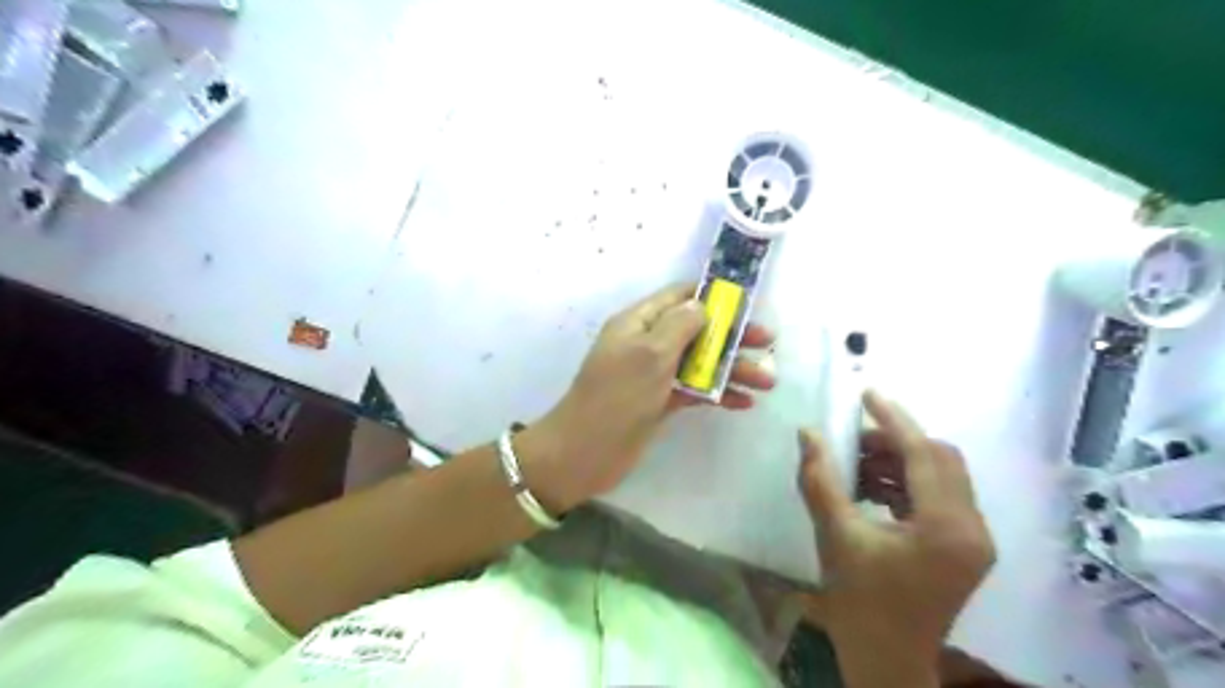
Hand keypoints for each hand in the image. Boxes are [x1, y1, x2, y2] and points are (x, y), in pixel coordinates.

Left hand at [516, 281, 774, 513]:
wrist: (585, 452)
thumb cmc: (617, 396)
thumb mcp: (649, 353)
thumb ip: (680, 325)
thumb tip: (702, 305)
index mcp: (638, 322)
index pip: (678, 296)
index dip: (712, 296)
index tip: (747, 302)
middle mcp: (647, 343)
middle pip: (696, 330)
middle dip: (732, 336)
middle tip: (769, 342)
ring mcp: (654, 374)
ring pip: (699, 362)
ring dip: (732, 368)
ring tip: (768, 381)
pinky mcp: (660, 402)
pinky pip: (694, 390)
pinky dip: (717, 393)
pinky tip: (744, 402)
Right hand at [807, 389, 992, 684]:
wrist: (887, 660)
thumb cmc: (860, 602)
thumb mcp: (835, 535)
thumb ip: (820, 479)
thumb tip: (808, 433)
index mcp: (946, 526)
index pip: (924, 453)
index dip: (893, 419)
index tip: (867, 393)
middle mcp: (973, 527)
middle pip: (941, 459)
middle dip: (895, 442)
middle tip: (853, 442)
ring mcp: (974, 539)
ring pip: (941, 476)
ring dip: (899, 463)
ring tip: (856, 468)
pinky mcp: (965, 547)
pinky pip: (939, 497)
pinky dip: (906, 484)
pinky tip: (871, 490)